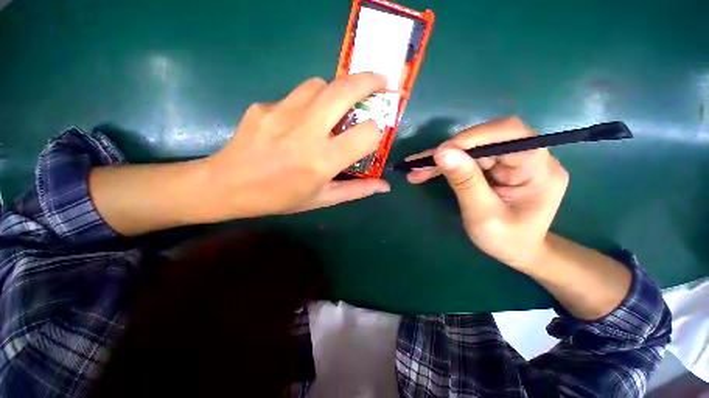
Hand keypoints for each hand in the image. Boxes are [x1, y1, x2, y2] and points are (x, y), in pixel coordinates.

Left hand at [201, 73, 390, 220]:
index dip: (375, 132)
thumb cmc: (280, 198)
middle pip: (345, 90)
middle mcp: (307, 131)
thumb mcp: (322, 199)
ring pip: (319, 84)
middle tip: (381, 81)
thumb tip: (385, 186)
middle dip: (369, 81)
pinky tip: (298, 121)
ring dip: (335, 91)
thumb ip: (356, 190)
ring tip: (335, 106)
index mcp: (323, 160)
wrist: (228, 186)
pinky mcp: (264, 106)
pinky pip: (295, 96)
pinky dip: (307, 103)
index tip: (371, 137)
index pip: (367, 133)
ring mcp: (282, 113)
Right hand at [407, 117, 568, 269]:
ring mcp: (513, 160)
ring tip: (417, 171)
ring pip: (473, 148)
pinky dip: (446, 165)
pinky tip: (426, 172)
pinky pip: (469, 158)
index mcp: (539, 169)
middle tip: (420, 165)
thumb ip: (465, 182)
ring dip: (443, 158)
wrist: (519, 251)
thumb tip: (442, 151)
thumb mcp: (482, 216)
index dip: (474, 137)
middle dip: (450, 150)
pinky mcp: (499, 166)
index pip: (510, 133)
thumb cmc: (506, 240)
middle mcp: (530, 157)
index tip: (441, 151)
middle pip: (486, 139)